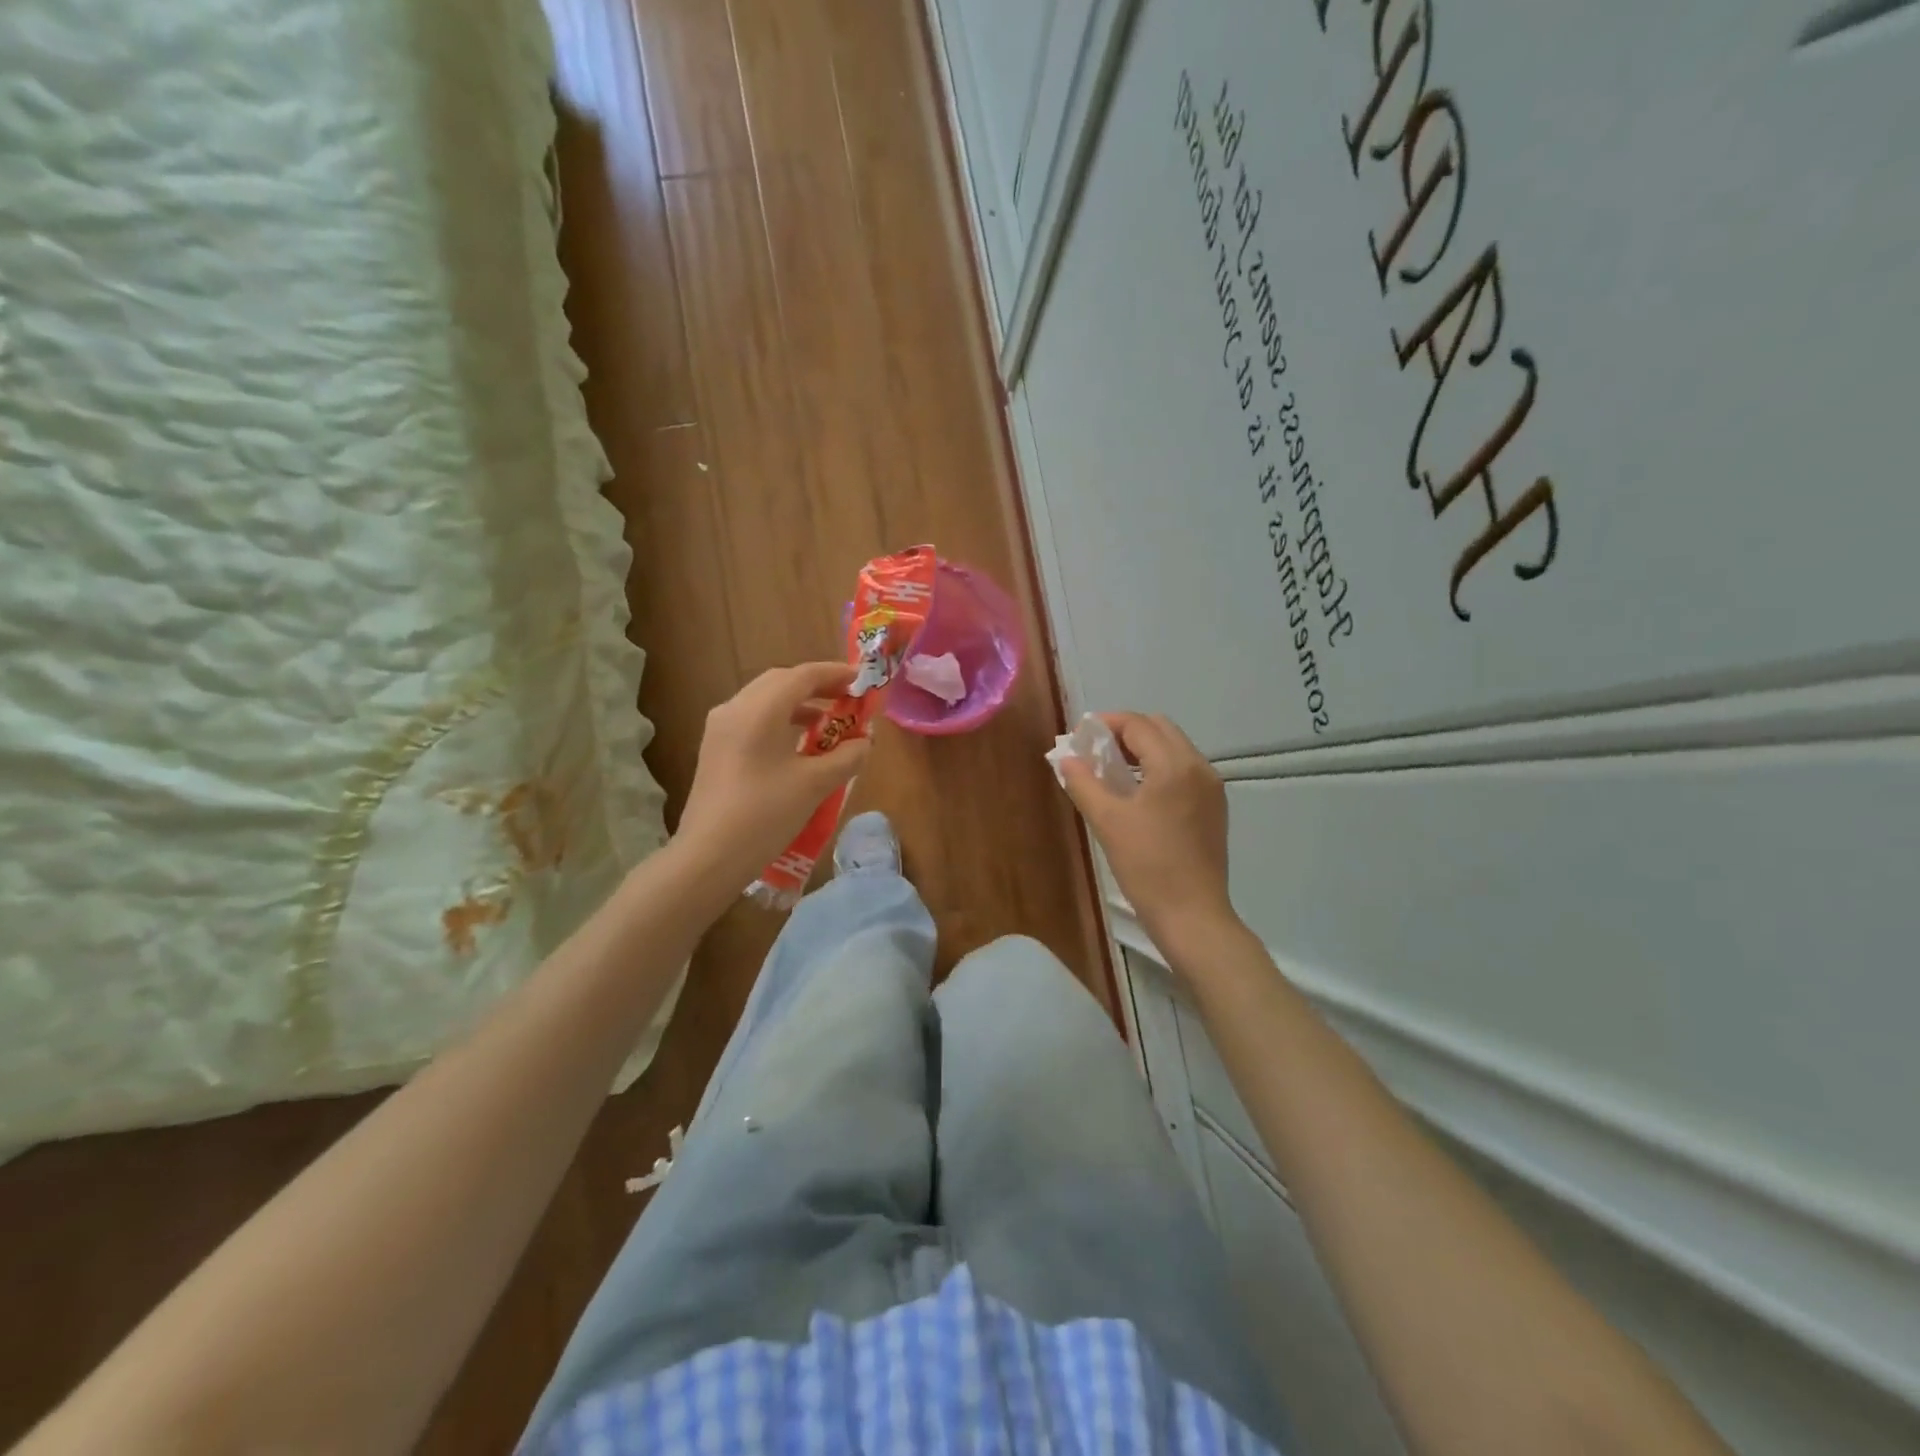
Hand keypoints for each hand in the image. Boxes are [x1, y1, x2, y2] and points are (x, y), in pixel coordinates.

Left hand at [676, 663, 872, 888]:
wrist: (709, 857)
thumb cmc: (765, 815)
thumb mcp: (815, 784)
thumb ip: (846, 757)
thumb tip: (864, 742)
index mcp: (759, 710)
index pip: (803, 676)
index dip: (835, 674)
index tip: (862, 681)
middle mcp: (734, 708)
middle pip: (780, 682)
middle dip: (816, 686)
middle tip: (847, 699)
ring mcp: (720, 728)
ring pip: (764, 700)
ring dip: (798, 704)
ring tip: (828, 722)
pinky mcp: (715, 749)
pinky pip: (752, 719)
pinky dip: (780, 721)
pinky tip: (799, 745)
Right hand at [1060, 713, 1237, 953]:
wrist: (1192, 915)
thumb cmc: (1147, 866)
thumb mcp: (1107, 821)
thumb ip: (1084, 783)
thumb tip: (1066, 758)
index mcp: (1175, 765)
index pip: (1138, 725)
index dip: (1106, 724)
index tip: (1079, 737)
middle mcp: (1199, 767)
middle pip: (1160, 729)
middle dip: (1125, 732)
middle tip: (1095, 751)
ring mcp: (1211, 788)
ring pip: (1175, 749)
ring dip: (1143, 750)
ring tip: (1112, 772)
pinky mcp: (1214, 808)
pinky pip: (1184, 771)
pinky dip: (1160, 768)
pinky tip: (1139, 794)